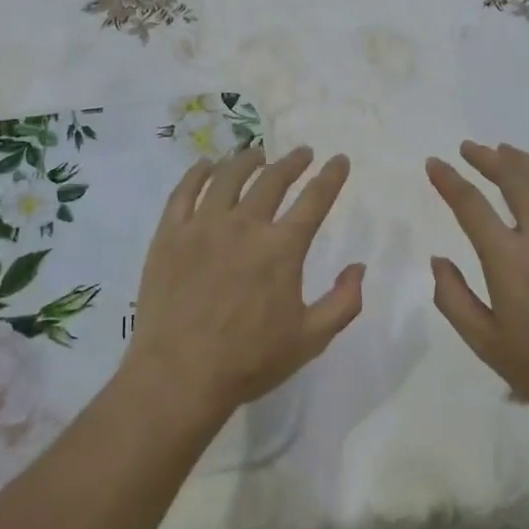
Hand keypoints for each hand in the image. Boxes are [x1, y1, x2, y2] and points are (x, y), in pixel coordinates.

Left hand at [126, 147, 362, 426]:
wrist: (179, 375)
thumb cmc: (249, 361)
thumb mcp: (310, 340)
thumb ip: (343, 302)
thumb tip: (359, 266)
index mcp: (281, 248)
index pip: (314, 200)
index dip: (330, 177)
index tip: (339, 160)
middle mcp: (244, 225)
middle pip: (272, 180)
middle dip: (292, 162)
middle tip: (302, 153)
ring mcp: (203, 226)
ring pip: (228, 177)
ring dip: (247, 160)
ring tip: (257, 154)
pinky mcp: (170, 234)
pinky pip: (184, 191)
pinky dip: (198, 172)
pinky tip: (206, 165)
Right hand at [426, 142, 528, 430]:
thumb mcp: (487, 345)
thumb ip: (454, 299)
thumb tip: (438, 260)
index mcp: (508, 260)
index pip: (471, 205)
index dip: (449, 180)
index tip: (434, 163)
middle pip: (513, 179)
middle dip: (486, 159)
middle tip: (470, 149)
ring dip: (522, 162)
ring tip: (505, 152)